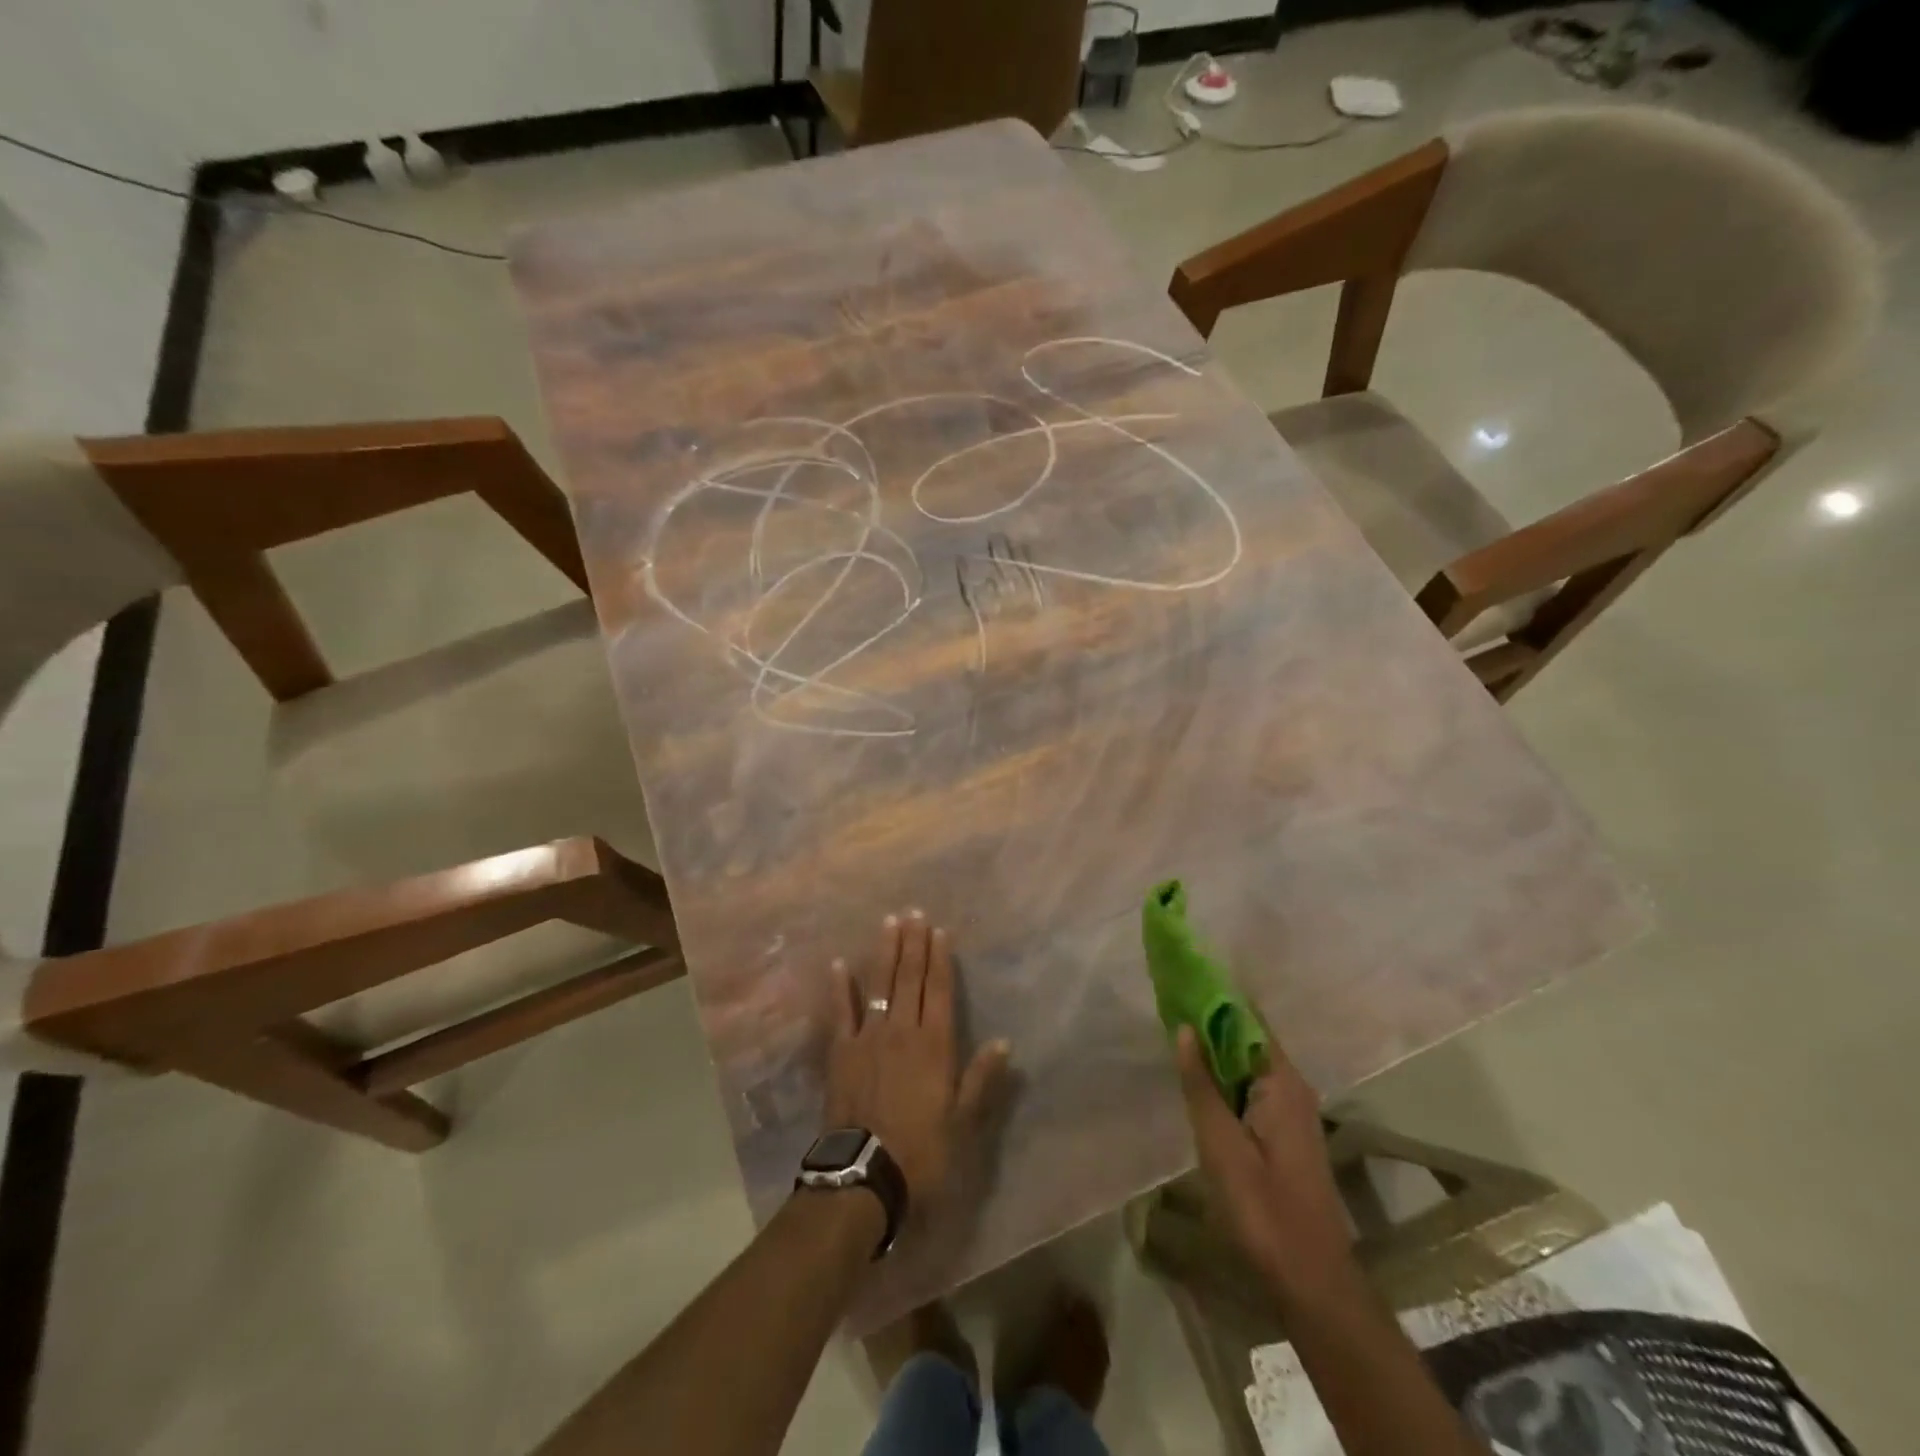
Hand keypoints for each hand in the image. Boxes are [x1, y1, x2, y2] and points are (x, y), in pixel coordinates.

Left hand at [824, 911, 1010, 1220]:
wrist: (865, 1174)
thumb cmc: (922, 1150)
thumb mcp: (963, 1121)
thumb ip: (980, 1078)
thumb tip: (1004, 1043)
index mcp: (935, 1044)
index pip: (940, 991)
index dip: (940, 959)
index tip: (940, 930)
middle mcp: (903, 1030)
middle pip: (910, 978)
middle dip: (914, 944)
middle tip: (914, 913)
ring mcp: (869, 1037)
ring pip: (879, 985)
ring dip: (885, 953)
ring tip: (889, 922)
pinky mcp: (842, 1051)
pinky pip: (841, 1012)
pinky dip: (841, 987)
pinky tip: (840, 964)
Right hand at [1176, 1022, 1352, 1294]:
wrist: (1311, 1281)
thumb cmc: (1263, 1210)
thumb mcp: (1221, 1144)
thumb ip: (1201, 1084)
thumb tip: (1185, 1027)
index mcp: (1282, 1082)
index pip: (1248, 1020)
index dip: (1215, 997)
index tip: (1180, 979)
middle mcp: (1292, 1087)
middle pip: (1247, 1039)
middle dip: (1209, 1021)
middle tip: (1166, 1004)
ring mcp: (1291, 1112)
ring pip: (1246, 1065)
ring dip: (1213, 1050)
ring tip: (1172, 1031)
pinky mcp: (1284, 1134)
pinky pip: (1249, 1088)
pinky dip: (1223, 1077)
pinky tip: (1196, 1080)